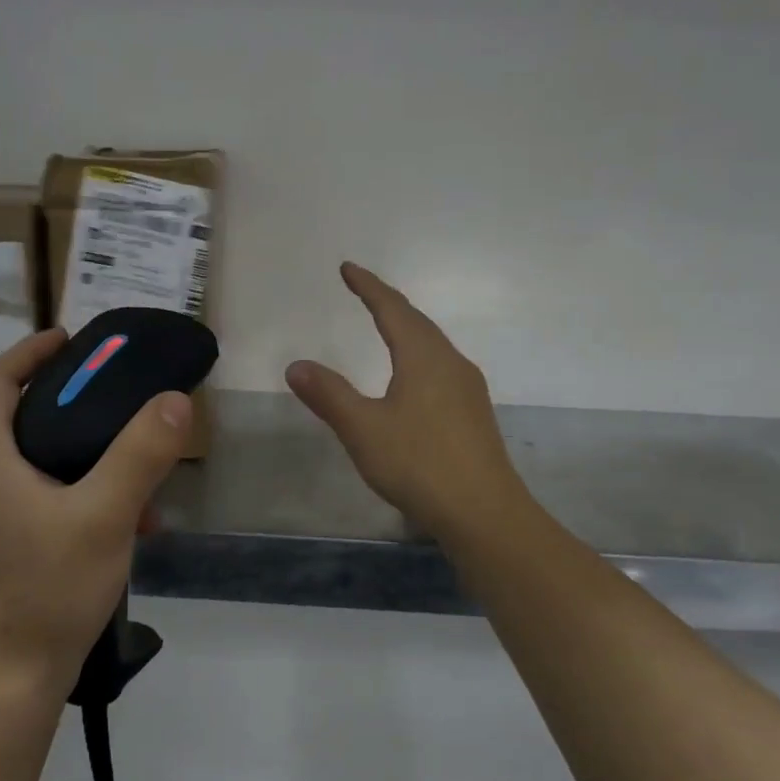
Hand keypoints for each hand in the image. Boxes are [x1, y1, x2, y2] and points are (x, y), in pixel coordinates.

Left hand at [0, 328, 190, 698]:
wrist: (5, 685)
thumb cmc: (48, 591)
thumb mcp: (105, 516)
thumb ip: (141, 454)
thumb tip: (175, 401)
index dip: (31, 352)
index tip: (72, 339)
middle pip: (18, 420)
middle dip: (70, 405)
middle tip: (119, 400)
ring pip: (34, 465)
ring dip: (82, 457)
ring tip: (136, 472)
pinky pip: (38, 502)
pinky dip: (76, 496)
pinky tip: (123, 526)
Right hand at [285, 263, 525, 540]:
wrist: (483, 512)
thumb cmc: (419, 464)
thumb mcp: (363, 429)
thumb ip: (330, 395)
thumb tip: (296, 365)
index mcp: (424, 357)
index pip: (392, 309)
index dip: (369, 287)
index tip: (348, 268)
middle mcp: (451, 363)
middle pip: (418, 322)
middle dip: (389, 303)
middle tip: (364, 291)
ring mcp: (468, 389)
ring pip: (434, 346)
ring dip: (408, 329)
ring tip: (388, 327)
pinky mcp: (474, 414)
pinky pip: (442, 368)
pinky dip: (419, 356)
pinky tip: (415, 379)